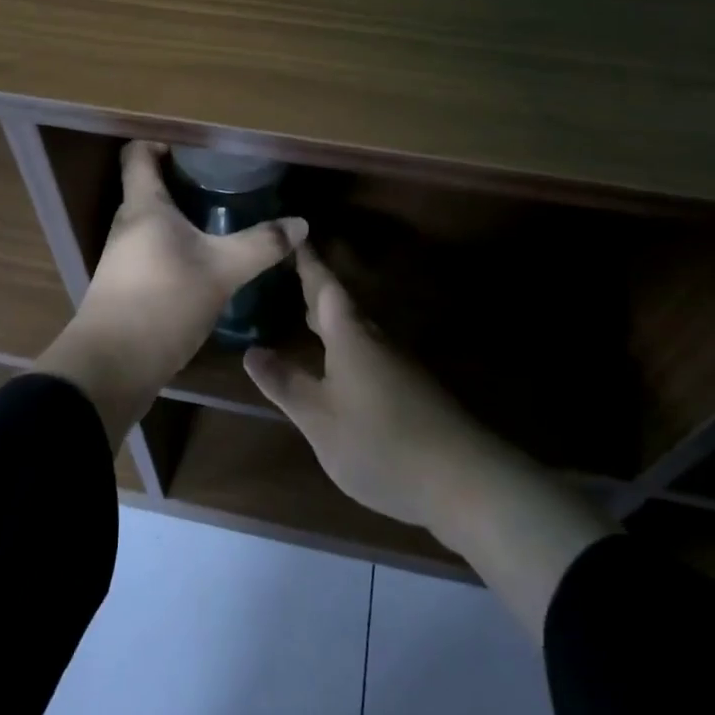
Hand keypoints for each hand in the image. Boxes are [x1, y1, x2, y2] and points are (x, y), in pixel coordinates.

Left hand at [39, 141, 305, 448]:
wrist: (112, 366)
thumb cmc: (163, 301)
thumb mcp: (222, 270)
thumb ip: (261, 244)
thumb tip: (301, 223)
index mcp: (143, 206)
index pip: (139, 153)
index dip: (163, 141)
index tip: (200, 148)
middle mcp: (127, 224)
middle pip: (149, 187)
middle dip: (184, 181)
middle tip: (225, 183)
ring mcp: (122, 257)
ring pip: (153, 222)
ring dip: (182, 217)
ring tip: (222, 220)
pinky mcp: (126, 286)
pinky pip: (153, 251)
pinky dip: (177, 247)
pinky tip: (205, 263)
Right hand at [245, 242, 493, 530]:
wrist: (462, 479)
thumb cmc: (380, 443)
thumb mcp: (320, 420)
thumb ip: (285, 384)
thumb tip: (252, 351)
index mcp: (349, 336)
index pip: (324, 286)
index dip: (308, 262)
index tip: (296, 235)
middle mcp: (374, 340)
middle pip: (342, 304)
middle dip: (316, 287)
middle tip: (290, 270)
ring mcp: (397, 363)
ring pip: (356, 328)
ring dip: (331, 317)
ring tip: (306, 312)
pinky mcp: (410, 388)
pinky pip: (368, 350)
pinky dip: (345, 343)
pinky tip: (338, 363)